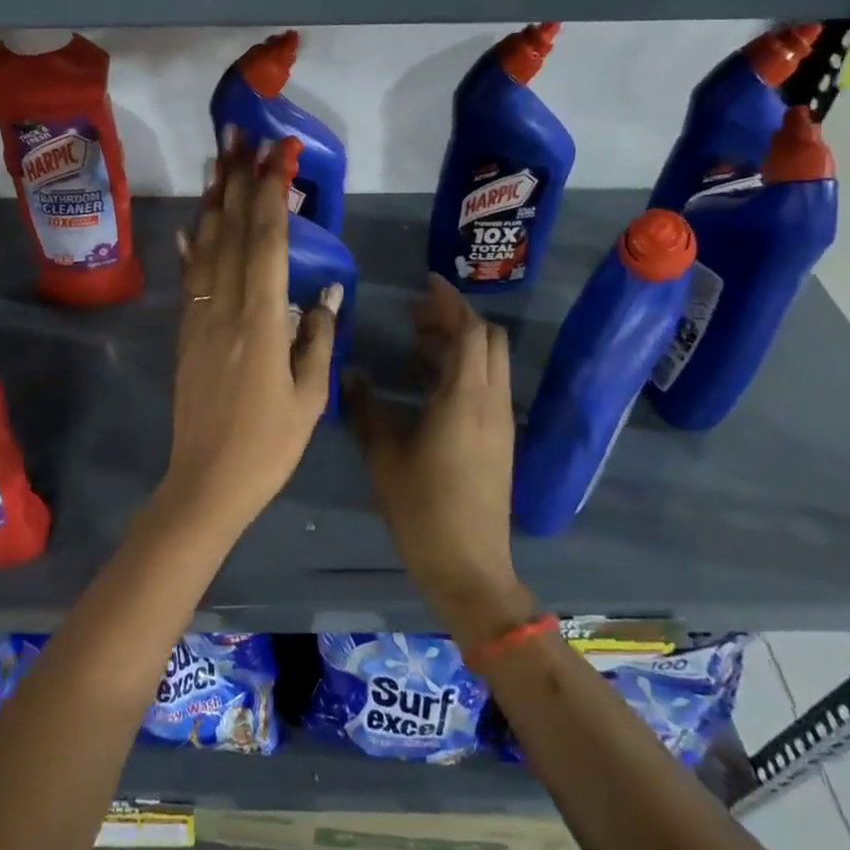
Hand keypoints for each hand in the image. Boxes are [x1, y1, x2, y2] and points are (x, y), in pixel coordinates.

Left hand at [161, 131, 340, 531]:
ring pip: (206, 248)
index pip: (267, 241)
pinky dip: (193, 246)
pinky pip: (191, 278)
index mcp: (261, 321)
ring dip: (214, 200)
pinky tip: (193, 224)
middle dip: (239, 179)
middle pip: (232, 231)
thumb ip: (318, 338)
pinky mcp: (185, 333)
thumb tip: (329, 291)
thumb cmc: (268, 446)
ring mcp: (198, 318)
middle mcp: (224, 307)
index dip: (271, 193)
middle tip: (240, 134)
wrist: (205, 482)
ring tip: (217, 161)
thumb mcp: (311, 397)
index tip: (277, 154)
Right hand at [345, 276, 535, 646]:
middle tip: (415, 314)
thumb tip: (349, 373)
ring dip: (459, 344)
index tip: (425, 283)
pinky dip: (463, 369)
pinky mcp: (499, 439)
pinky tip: (427, 380)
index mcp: (465, 398)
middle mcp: (491, 401)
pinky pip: (487, 385)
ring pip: (489, 363)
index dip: (450, 302)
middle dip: (456, 318)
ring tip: (416, 341)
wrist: (469, 566)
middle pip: (487, 340)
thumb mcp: (383, 456)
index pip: (470, 331)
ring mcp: (500, 421)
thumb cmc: (422, 509)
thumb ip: (365, 409)